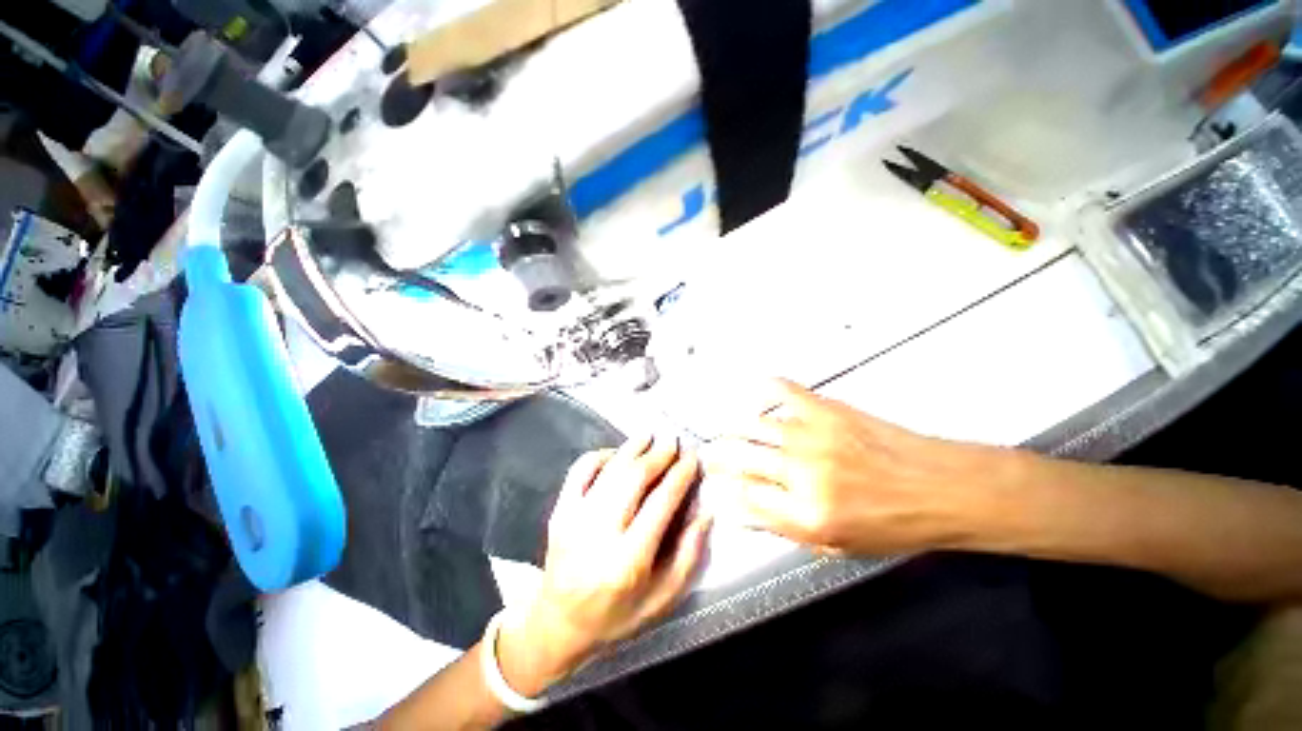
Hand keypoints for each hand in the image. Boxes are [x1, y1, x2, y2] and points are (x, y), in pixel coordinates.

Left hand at [496, 435, 710, 696]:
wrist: (559, 623)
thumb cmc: (616, 615)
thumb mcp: (661, 600)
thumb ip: (688, 556)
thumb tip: (705, 512)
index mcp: (628, 561)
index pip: (660, 504)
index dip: (679, 476)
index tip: (692, 458)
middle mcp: (599, 535)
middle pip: (634, 479)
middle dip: (658, 455)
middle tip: (674, 441)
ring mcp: (575, 519)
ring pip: (609, 469)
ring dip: (633, 448)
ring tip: (651, 435)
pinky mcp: (560, 510)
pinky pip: (581, 470)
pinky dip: (601, 455)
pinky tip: (617, 453)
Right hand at [705, 380, 1013, 556]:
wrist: (942, 488)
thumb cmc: (894, 524)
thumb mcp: (840, 545)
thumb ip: (787, 528)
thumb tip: (747, 510)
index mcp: (807, 516)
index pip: (746, 499)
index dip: (725, 493)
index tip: (715, 487)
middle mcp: (803, 474)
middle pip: (742, 459)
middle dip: (718, 458)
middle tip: (710, 457)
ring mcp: (813, 437)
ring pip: (754, 427)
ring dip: (733, 430)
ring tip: (726, 433)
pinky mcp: (827, 411)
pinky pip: (784, 392)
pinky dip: (764, 389)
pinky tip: (755, 394)